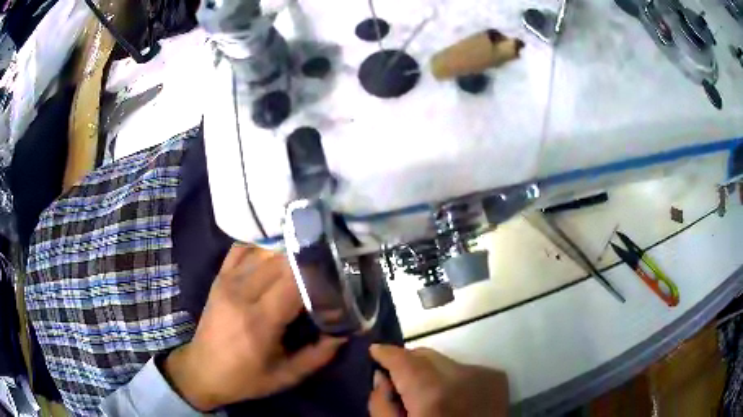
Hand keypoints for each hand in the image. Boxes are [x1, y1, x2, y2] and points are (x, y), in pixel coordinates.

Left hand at [164, 245, 345, 410]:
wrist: (202, 370)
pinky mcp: (219, 276)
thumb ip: (319, 355)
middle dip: (308, 259)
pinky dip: (262, 246)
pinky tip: (276, 252)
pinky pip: (243, 248)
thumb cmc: (246, 378)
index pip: (294, 281)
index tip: (338, 275)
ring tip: (308, 257)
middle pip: (281, 260)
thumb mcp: (287, 376)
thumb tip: (344, 331)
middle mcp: (241, 293)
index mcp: (259, 321)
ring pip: (264, 251)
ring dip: (289, 252)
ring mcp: (227, 280)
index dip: (318, 273)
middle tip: (328, 265)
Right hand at [368, 344, 508, 416]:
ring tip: (428, 395)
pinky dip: (451, 378)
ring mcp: (482, 374)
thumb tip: (381, 377)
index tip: (374, 353)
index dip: (385, 353)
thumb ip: (381, 404)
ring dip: (429, 372)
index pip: (403, 358)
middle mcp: (460, 376)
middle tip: (398, 381)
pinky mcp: (496, 377)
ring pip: (444, 360)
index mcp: (431, 393)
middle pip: (424, 354)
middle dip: (407, 363)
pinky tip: (452, 398)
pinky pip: (463, 368)